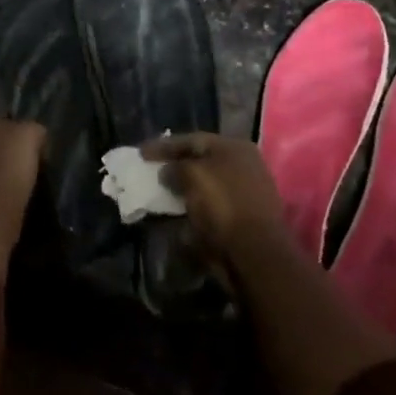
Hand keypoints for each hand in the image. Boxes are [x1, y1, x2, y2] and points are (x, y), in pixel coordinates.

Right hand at [141, 133, 290, 263]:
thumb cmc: (223, 205)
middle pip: (201, 160)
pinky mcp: (242, 218)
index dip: (164, 145)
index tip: (141, 153)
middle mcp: (243, 165)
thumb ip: (175, 167)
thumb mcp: (192, 176)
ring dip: (183, 188)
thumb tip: (167, 171)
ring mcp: (245, 192)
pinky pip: (211, 206)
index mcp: (234, 147)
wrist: (255, 255)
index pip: (192, 139)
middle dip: (174, 165)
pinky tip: (177, 212)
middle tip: (150, 170)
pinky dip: (193, 207)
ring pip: (206, 184)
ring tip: (159, 192)